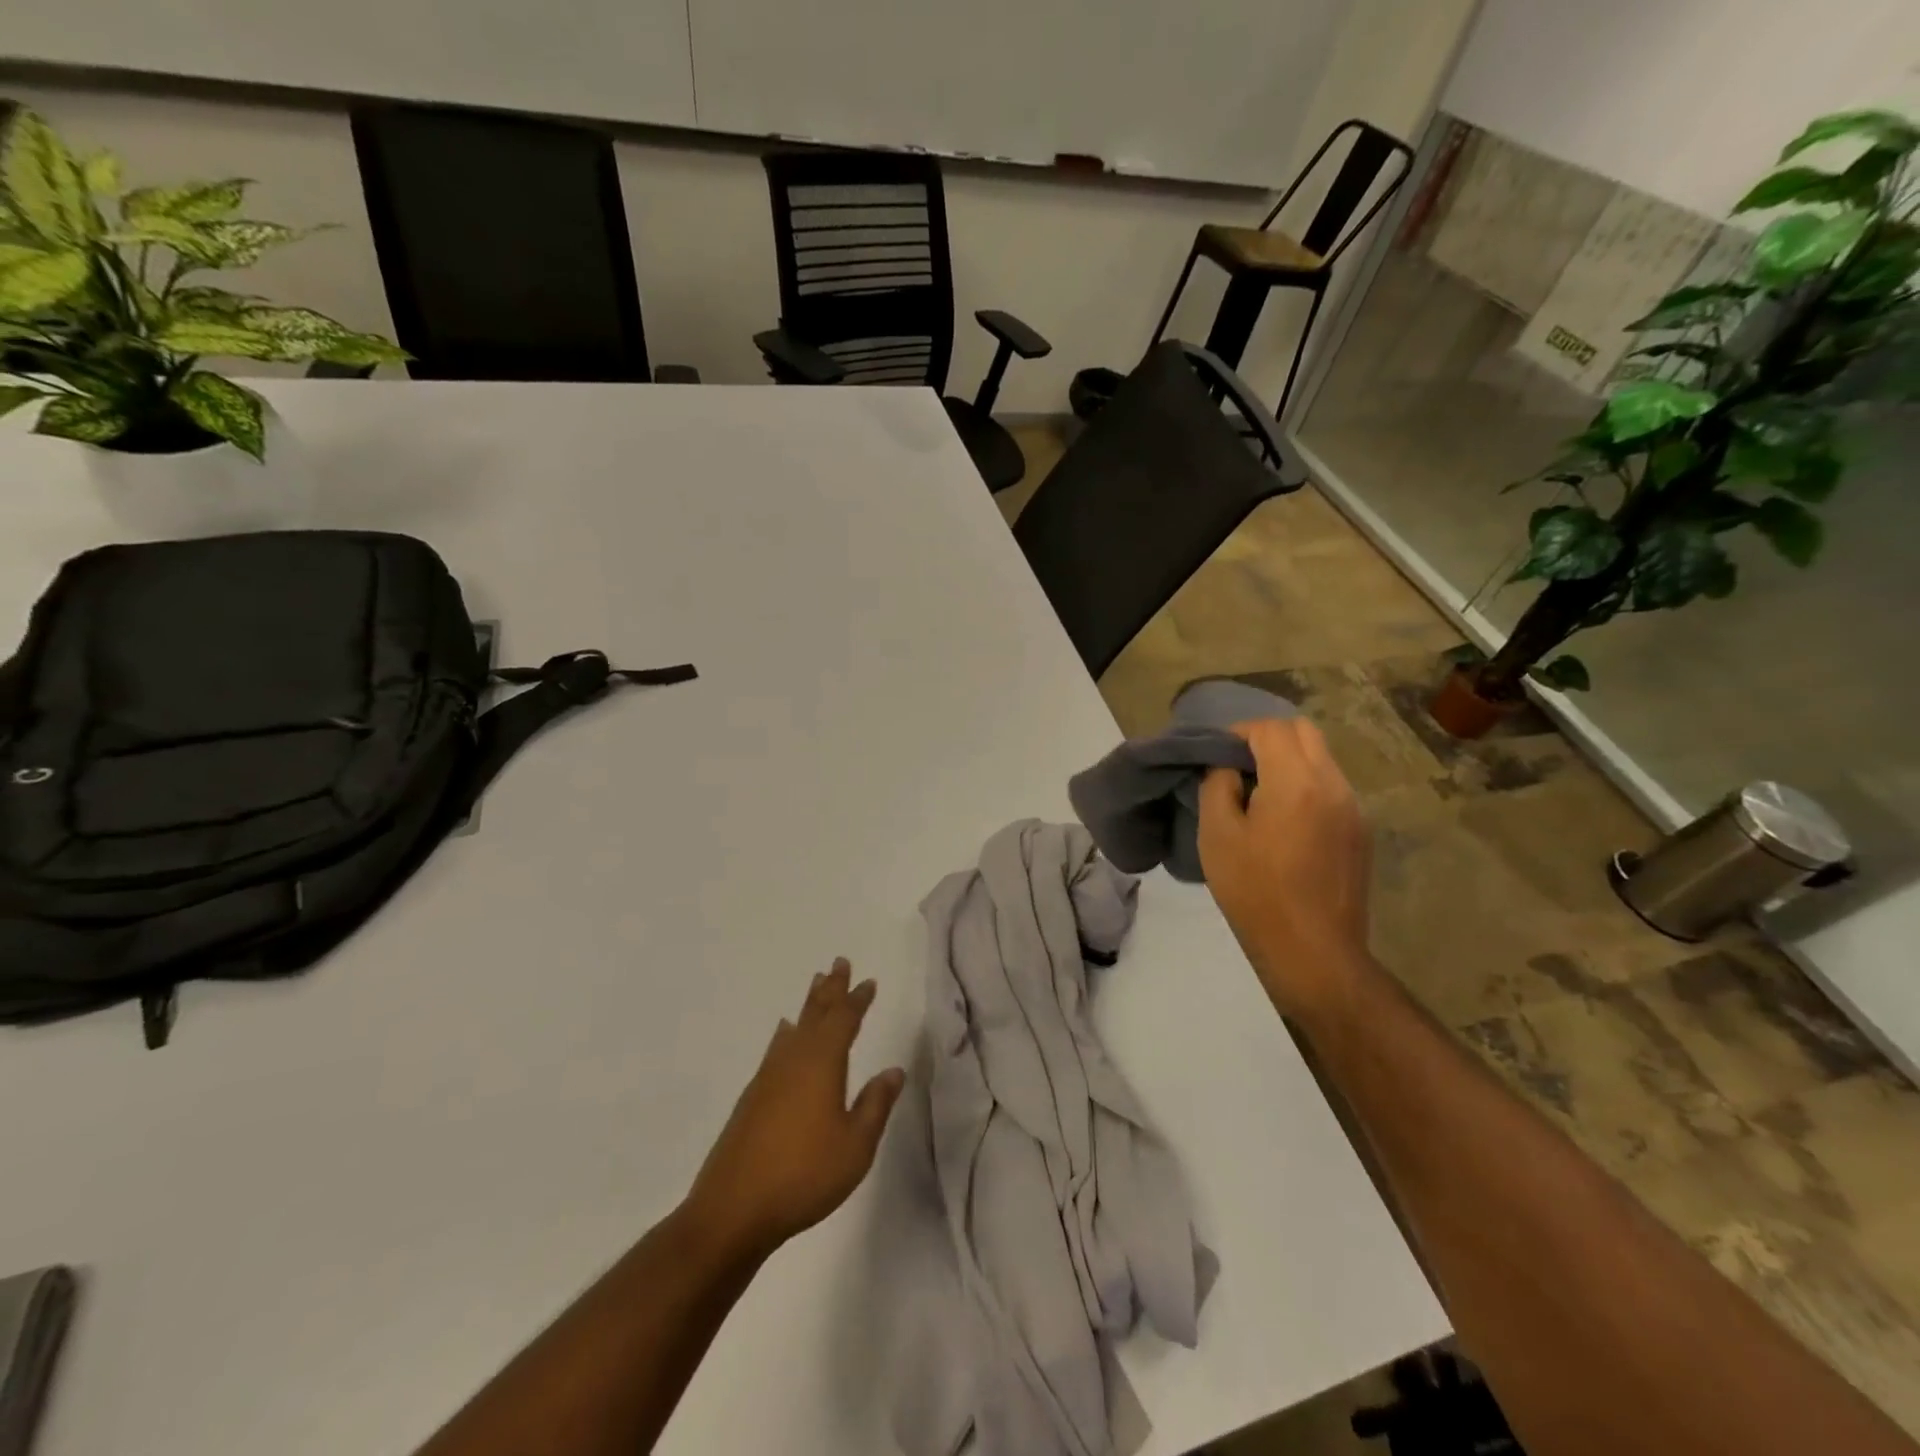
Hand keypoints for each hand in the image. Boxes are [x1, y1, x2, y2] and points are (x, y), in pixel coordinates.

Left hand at [685, 959, 904, 1260]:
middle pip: (816, 1014)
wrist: (733, 1210)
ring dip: (809, 1005)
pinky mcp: (752, 1097)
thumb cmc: (804, 1176)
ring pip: (795, 1028)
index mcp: (822, 1064)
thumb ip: (875, 1105)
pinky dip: (786, 1033)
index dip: (857, 1000)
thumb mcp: (855, 1147)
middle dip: (831, 989)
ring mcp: (768, 1077)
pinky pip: (776, 1048)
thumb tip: (893, 1070)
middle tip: (839, 962)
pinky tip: (784, 1034)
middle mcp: (794, 1060)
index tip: (868, 981)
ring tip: (816, 984)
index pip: (844, 1020)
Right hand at [1197, 717, 1372, 1023]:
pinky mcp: (1361, 831)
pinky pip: (1331, 787)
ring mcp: (1354, 808)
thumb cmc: (1255, 892)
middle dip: (1267, 738)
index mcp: (1297, 782)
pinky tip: (1285, 823)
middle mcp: (1334, 784)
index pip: (1270, 728)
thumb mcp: (1217, 836)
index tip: (1217, 756)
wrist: (1313, 951)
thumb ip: (1218, 786)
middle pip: (1303, 732)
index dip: (1238, 733)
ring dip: (1288, 761)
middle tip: (1238, 768)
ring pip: (1321, 758)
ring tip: (1260, 796)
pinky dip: (1305, 785)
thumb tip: (1226, 768)